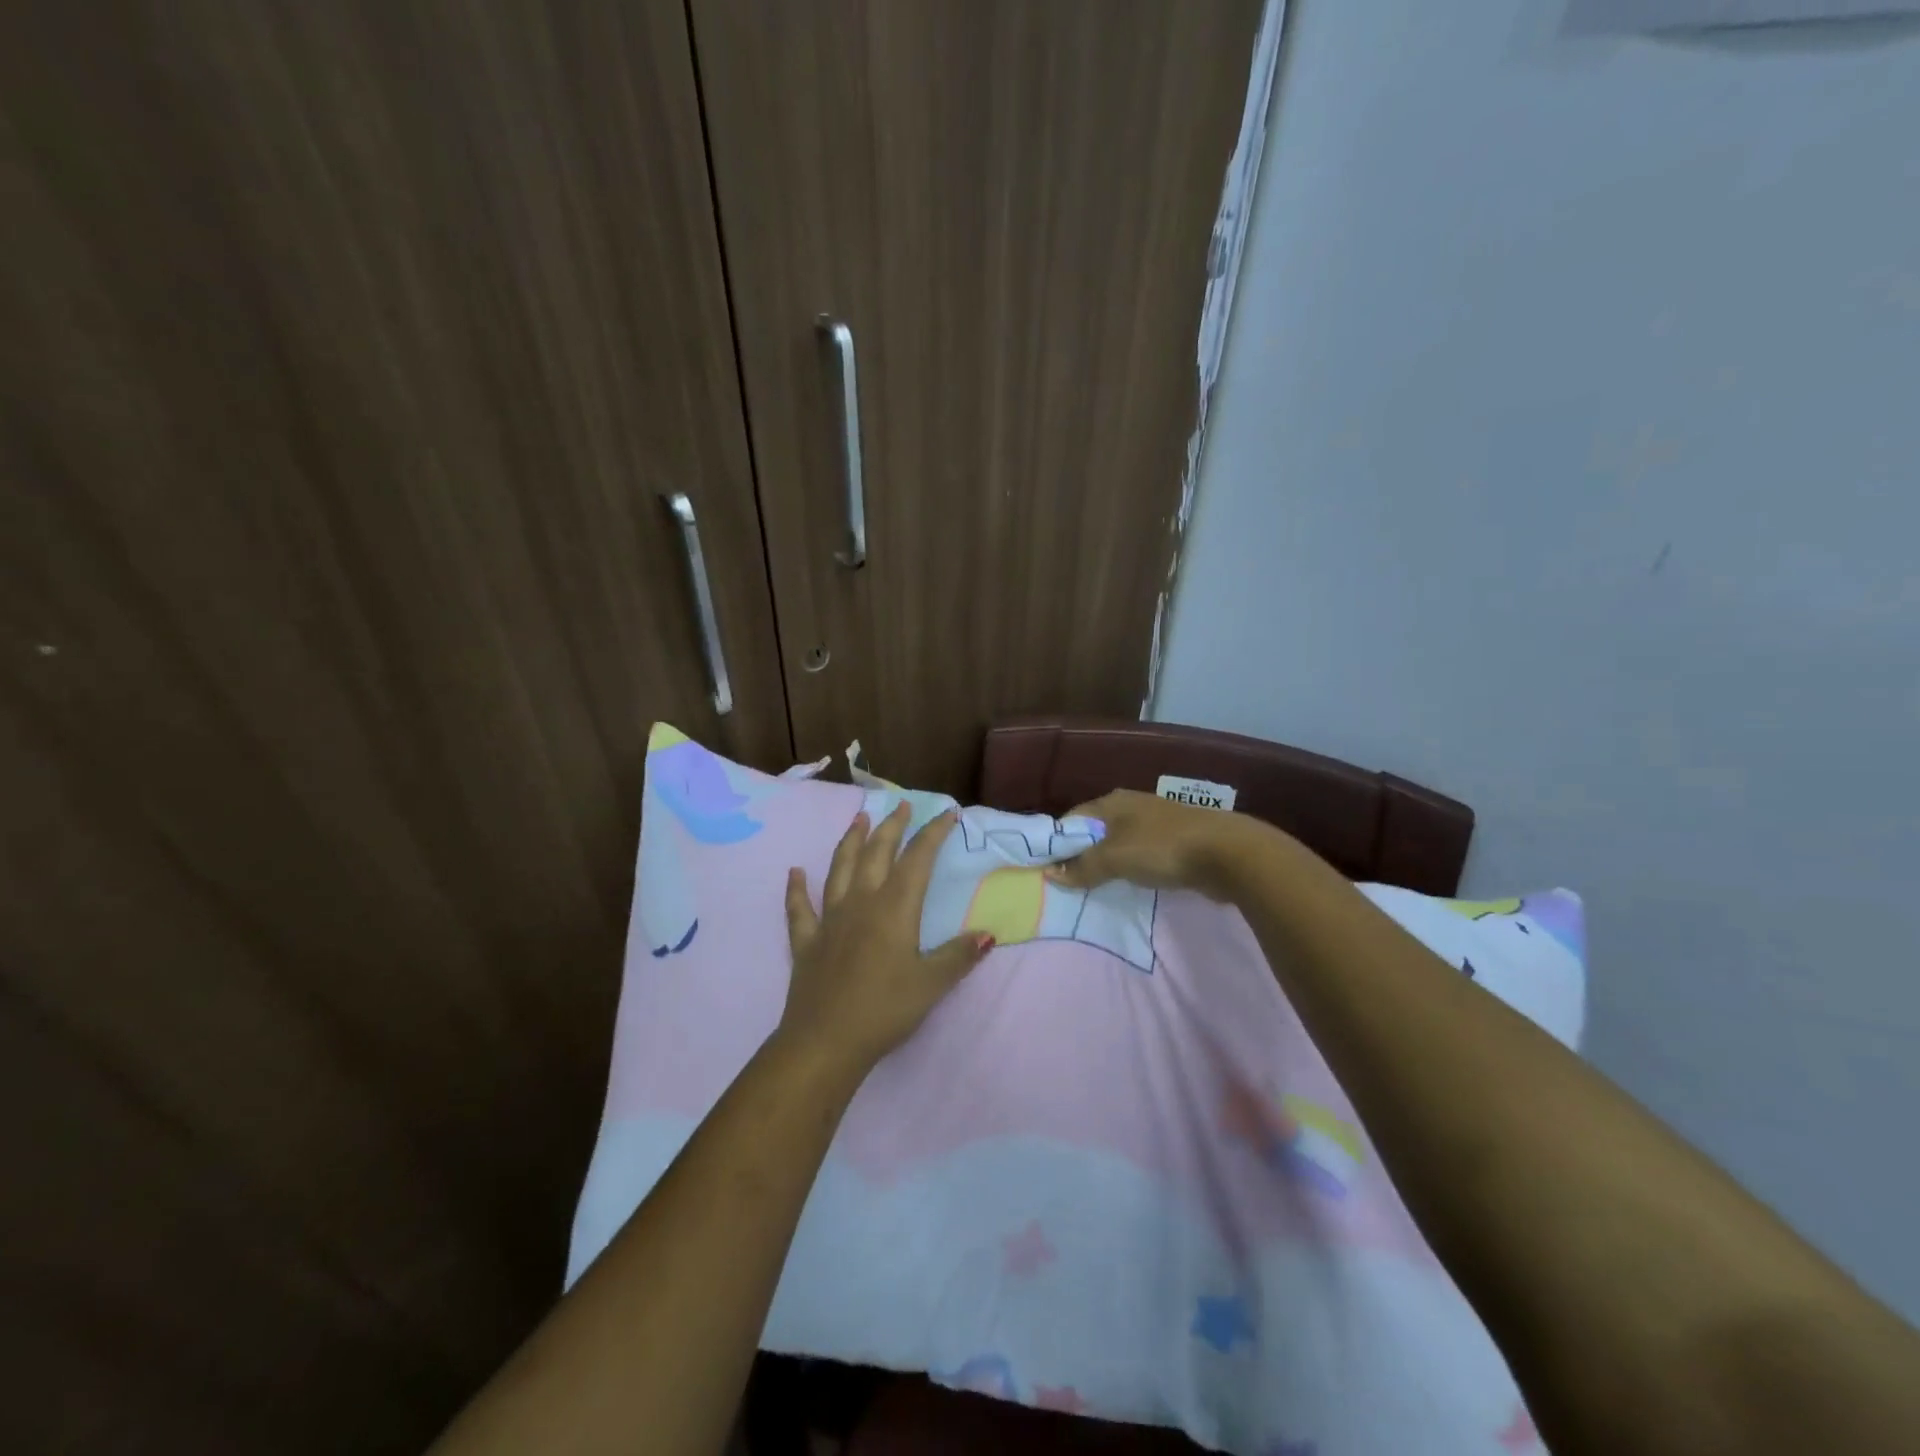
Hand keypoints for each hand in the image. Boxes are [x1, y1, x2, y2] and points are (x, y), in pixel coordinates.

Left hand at [779, 803, 993, 1079]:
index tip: (947, 813)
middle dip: (892, 827)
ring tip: (858, 819)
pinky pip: (799, 908)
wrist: (825, 1041)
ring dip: (850, 841)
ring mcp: (829, 919)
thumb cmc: (884, 1010)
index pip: (917, 860)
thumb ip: (959, 956)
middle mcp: (861, 903)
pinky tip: (794, 872)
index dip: (933, 834)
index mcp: (894, 909)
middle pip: (877, 854)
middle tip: (901, 806)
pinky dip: (796, 889)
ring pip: (840, 869)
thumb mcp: (932, 984)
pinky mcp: (806, 941)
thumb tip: (987, 933)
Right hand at [1044, 789, 1265, 899]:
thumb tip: (1051, 875)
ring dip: (1106, 863)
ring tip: (1094, 888)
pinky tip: (1128, 884)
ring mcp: (1154, 823)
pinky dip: (1130, 868)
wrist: (1227, 853)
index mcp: (1112, 802)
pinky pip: (1140, 854)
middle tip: (1068, 883)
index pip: (1072, 819)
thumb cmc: (1162, 848)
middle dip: (1080, 854)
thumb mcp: (1114, 858)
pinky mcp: (1174, 841)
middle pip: (1094, 831)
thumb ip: (1082, 867)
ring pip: (1118, 843)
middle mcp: (1130, 806)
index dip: (1057, 843)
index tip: (1047, 869)